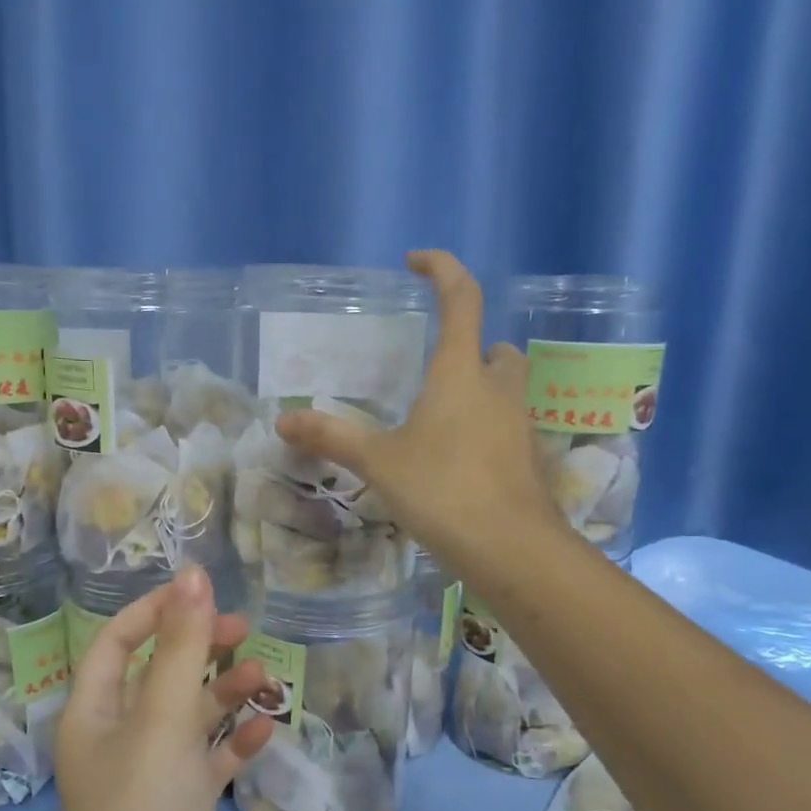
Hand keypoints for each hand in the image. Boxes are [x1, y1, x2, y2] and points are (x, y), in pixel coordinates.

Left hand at [53, 566, 274, 810]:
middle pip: (156, 677)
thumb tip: (192, 574)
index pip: (114, 643)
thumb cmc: (148, 809)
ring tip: (267, 682)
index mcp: (90, 716)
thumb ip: (182, 645)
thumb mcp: (164, 717)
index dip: (154, 612)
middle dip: (199, 651)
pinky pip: (207, 761)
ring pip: (187, 719)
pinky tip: (265, 731)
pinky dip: (233, 743)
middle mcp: (113, 742)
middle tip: (245, 632)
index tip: (201, 593)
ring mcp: (148, 779)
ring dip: (223, 696)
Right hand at [276, 249, 563, 575]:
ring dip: (479, 391)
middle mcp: (498, 389)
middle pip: (492, 349)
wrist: (511, 548)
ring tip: (440, 422)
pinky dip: (486, 431)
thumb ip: (332, 437)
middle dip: (469, 348)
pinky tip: (458, 463)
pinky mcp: (528, 460)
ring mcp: (520, 425)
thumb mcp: (379, 462)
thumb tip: (282, 420)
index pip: (460, 299)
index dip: (442, 269)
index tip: (416, 261)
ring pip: (505, 390)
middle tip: (434, 370)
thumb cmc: (442, 490)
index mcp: (460, 373)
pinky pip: (507, 428)